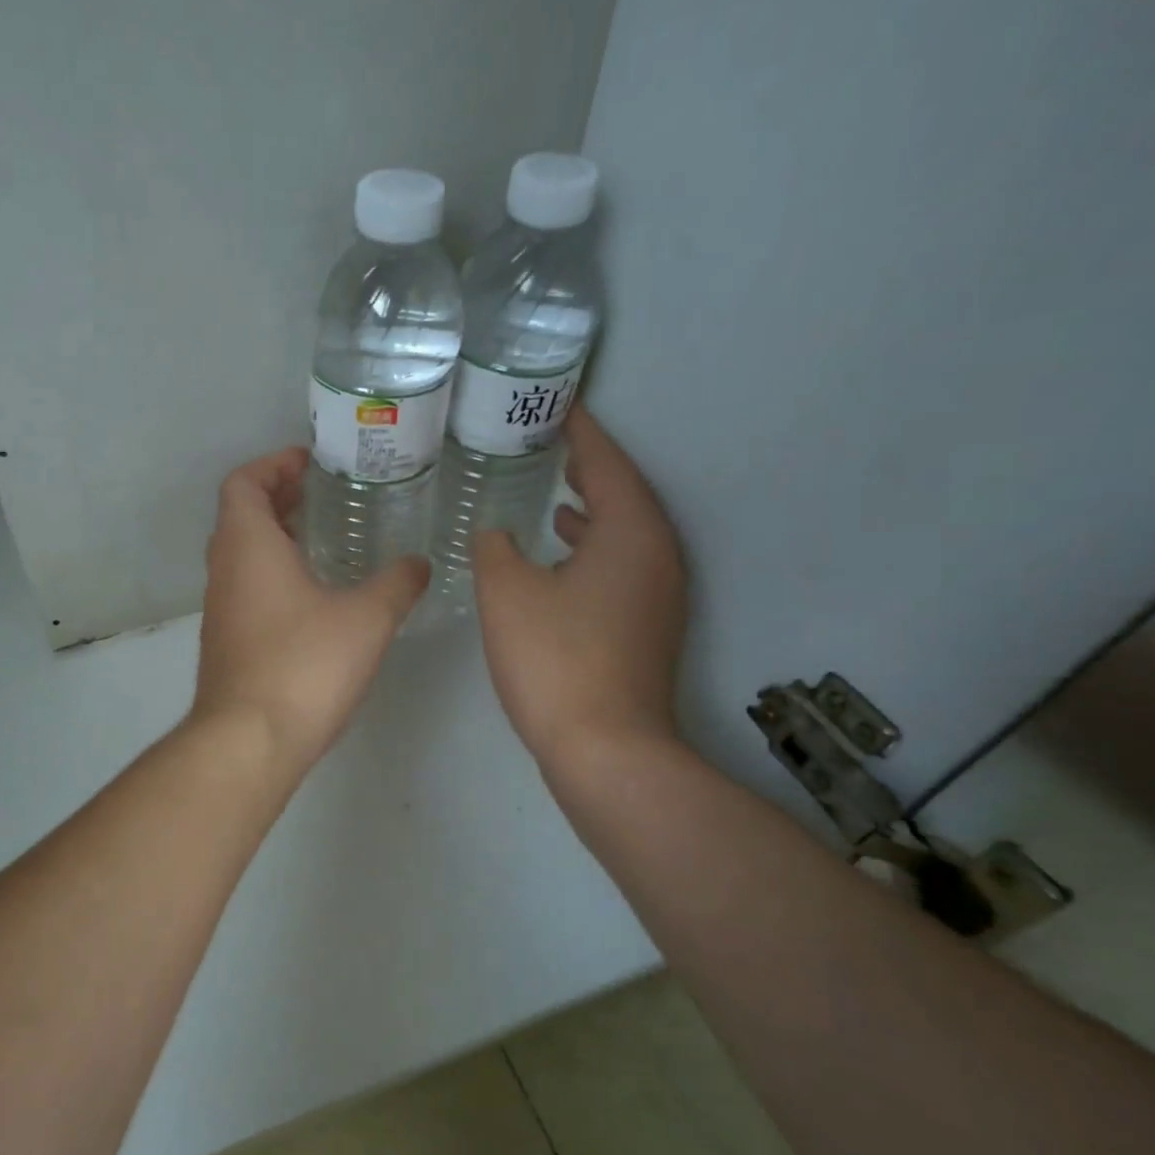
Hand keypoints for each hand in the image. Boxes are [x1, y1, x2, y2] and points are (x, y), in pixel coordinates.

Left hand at [192, 447, 427, 772]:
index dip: (273, 464)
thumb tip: (420, 563)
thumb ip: (397, 584)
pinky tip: (312, 597)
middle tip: (322, 496)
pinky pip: (245, 589)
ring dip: (274, 538)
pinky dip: (271, 574)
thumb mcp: (366, 619)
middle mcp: (224, 570)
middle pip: (240, 515)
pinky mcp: (226, 643)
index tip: (309, 464)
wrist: (249, 740)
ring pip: (240, 555)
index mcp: (248, 546)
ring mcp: (220, 610)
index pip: (242, 483)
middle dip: (278, 498)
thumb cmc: (304, 666)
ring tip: (322, 539)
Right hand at [473, 409, 686, 768]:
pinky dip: (595, 550)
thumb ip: (495, 550)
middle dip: (591, 468)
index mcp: (631, 533)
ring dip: (594, 511)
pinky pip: (622, 566)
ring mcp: (658, 595)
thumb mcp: (508, 594)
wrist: (606, 747)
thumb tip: (498, 534)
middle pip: (626, 495)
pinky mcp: (647, 626)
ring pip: (626, 534)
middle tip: (555, 445)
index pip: (608, 464)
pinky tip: (563, 561)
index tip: (560, 406)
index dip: (583, 432)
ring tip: (558, 495)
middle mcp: (658, 555)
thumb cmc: (555, 660)